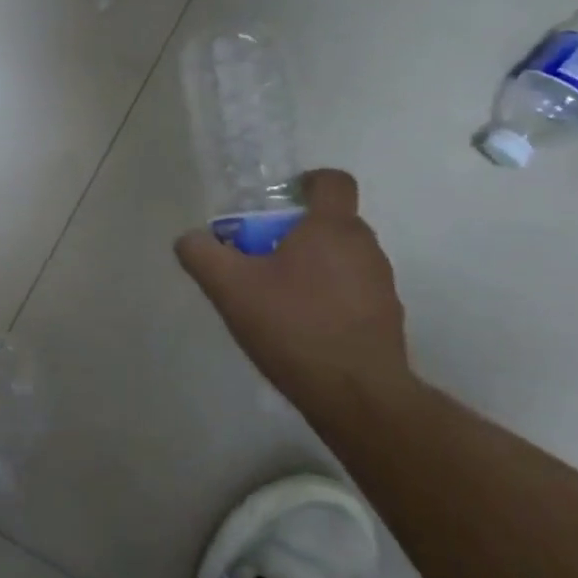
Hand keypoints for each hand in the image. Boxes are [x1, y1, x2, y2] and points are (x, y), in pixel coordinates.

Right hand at [175, 170, 411, 413]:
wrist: (357, 396)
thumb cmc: (293, 326)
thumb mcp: (229, 287)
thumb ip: (201, 254)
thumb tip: (190, 239)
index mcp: (331, 228)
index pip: (333, 181)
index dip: (307, 183)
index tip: (280, 202)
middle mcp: (365, 247)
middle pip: (331, 221)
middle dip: (296, 231)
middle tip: (260, 256)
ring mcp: (381, 284)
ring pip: (342, 257)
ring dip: (313, 265)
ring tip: (278, 296)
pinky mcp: (387, 318)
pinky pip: (353, 290)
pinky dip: (329, 296)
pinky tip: (301, 326)